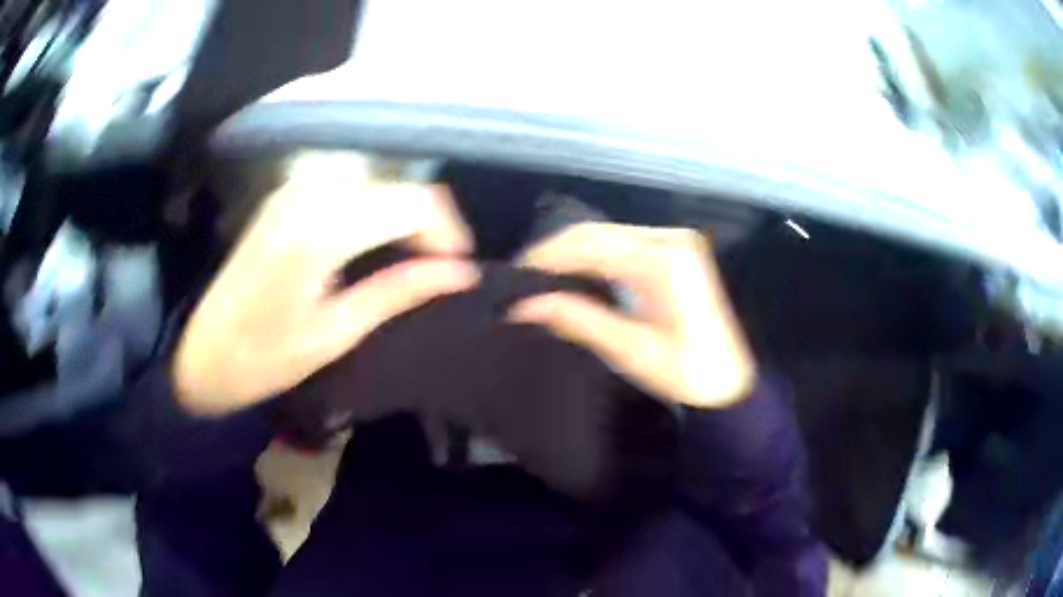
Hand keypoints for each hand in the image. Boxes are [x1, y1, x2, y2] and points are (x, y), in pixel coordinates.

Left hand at [174, 156, 477, 414]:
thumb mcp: (336, 332)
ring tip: (411, 263)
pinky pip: (350, 190)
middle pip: (398, 187)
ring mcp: (295, 188)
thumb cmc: (264, 358)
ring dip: (402, 218)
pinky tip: (374, 247)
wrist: (200, 352)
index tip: (458, 271)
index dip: (447, 232)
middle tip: (438, 273)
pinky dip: (374, 214)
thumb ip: (398, 292)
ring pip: (377, 185)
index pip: (413, 202)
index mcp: (321, 229)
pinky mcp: (287, 194)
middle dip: (428, 226)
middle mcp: (310, 192)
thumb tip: (459, 274)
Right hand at [510, 223, 754, 407]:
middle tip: (524, 279)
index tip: (515, 276)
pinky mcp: (678, 253)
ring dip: (575, 252)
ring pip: (610, 234)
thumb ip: (577, 319)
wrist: (731, 385)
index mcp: (662, 261)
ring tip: (542, 278)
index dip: (547, 257)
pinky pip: (626, 243)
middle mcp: (670, 239)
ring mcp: (676, 243)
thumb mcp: (630, 350)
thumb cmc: (687, 374)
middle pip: (598, 232)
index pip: (589, 244)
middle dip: (557, 252)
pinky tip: (577, 274)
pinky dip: (597, 256)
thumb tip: (523, 305)